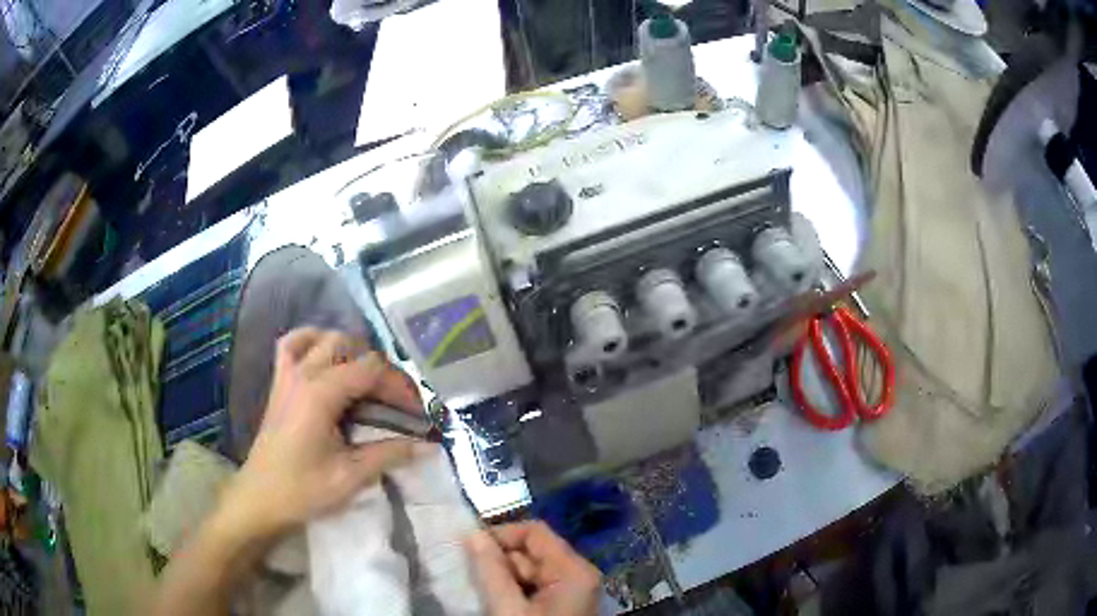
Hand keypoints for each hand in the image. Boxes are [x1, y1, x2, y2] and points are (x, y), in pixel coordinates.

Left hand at [222, 328, 424, 540]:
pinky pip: (292, 345)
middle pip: (351, 347)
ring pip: (323, 338)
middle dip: (380, 369)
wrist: (260, 499)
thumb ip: (389, 454)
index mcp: (320, 393)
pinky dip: (311, 341)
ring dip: (351, 351)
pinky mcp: (279, 383)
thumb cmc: (303, 490)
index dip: (400, 385)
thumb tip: (428, 446)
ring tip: (367, 380)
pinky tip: (324, 356)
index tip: (417, 412)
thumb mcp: (350, 476)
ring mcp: (287, 375)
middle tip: (396, 401)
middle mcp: (303, 374)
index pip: (371, 369)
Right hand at [467, 521, 600, 615]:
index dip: (500, 534)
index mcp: (575, 569)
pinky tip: (496, 602)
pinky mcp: (564, 606)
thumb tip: (473, 534)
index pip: (534, 531)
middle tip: (468, 575)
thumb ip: (492, 571)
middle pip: (531, 552)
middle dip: (498, 560)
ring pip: (530, 572)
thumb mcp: (509, 608)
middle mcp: (578, 574)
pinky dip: (513, 591)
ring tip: (479, 590)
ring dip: (502, 577)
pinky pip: (534, 588)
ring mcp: (573, 591)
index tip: (468, 547)